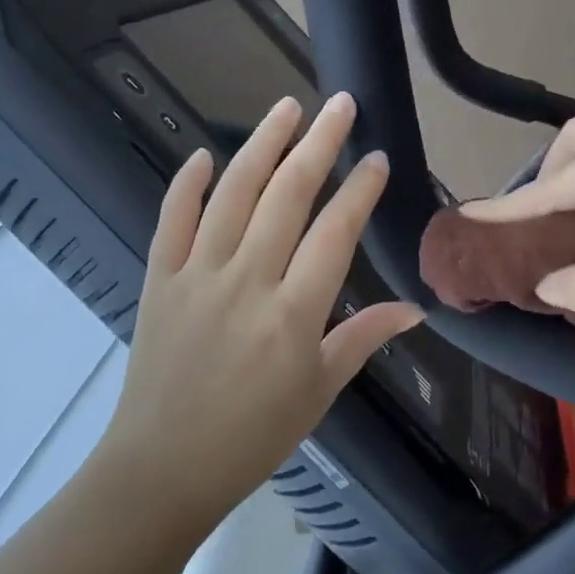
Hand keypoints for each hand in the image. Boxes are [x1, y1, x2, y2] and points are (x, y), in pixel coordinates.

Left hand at [103, 92, 423, 521]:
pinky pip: (171, 220)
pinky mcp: (158, 279)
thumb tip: (416, 308)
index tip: (377, 157)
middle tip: (339, 104)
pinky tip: (205, 154)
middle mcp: (247, 281)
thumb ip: (364, 339)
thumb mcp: (319, 391)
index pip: (335, 232)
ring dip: (261, 145)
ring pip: (233, 193)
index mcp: (294, 313)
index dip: (360, 189)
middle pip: (287, 195)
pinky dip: (187, 184)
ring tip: (286, 107)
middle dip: (318, 143)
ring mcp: (197, 275)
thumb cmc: (252, 437)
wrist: (161, 469)